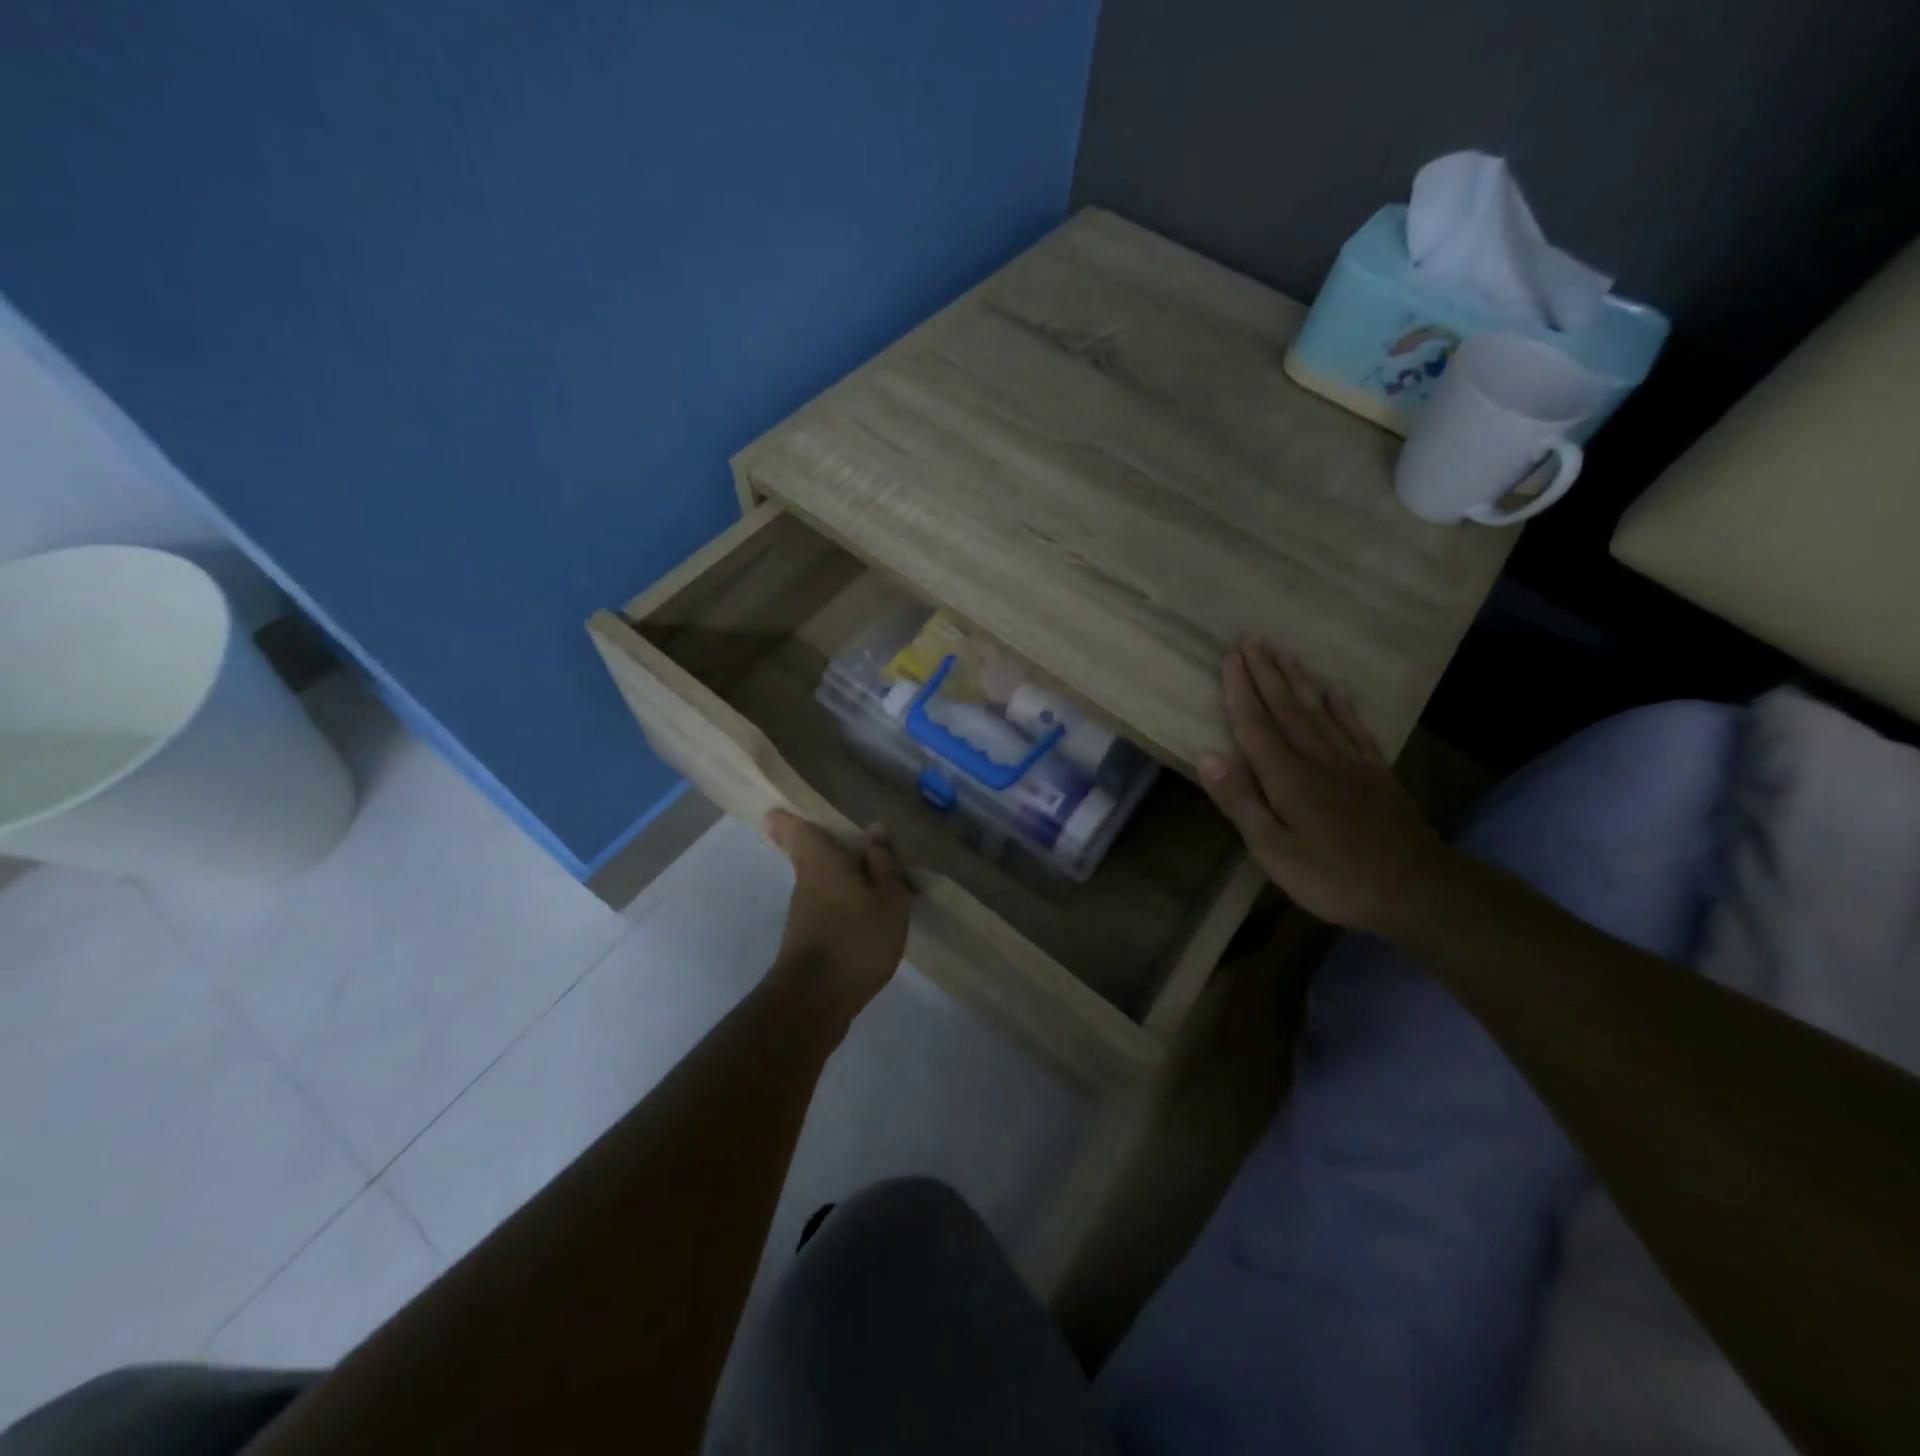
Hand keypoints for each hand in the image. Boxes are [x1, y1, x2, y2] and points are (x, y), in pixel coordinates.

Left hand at [764, 810, 911, 1024]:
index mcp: (822, 861)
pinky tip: (862, 911)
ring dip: (835, 875)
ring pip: (817, 881)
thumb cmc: (856, 939)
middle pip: (806, 854)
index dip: (788, 818)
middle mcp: (805, 881)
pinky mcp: (806, 939)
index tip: (780, 809)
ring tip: (867, 873)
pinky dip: (840, 901)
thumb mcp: (888, 899)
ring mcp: (802, 912)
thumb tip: (875, 829)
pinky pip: (824, 906)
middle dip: (817, 845)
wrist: (816, 1000)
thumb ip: (884, 864)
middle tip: (836, 836)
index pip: (796, 830)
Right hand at [1198, 639, 1451, 932]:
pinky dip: (1343, 709)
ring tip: (1284, 652)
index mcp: (1286, 777)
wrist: (1417, 890)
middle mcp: (1317, 759)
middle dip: (1266, 673)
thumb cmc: (1333, 877)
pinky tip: (1336, 693)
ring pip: (1318, 711)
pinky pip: (1356, 731)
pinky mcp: (1378, 775)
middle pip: (1286, 708)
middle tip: (1252, 639)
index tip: (1229, 658)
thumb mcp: (1273, 850)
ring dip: (1298, 680)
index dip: (1240, 691)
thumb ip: (1240, 801)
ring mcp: (1351, 764)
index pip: (1255, 725)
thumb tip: (1206, 755)